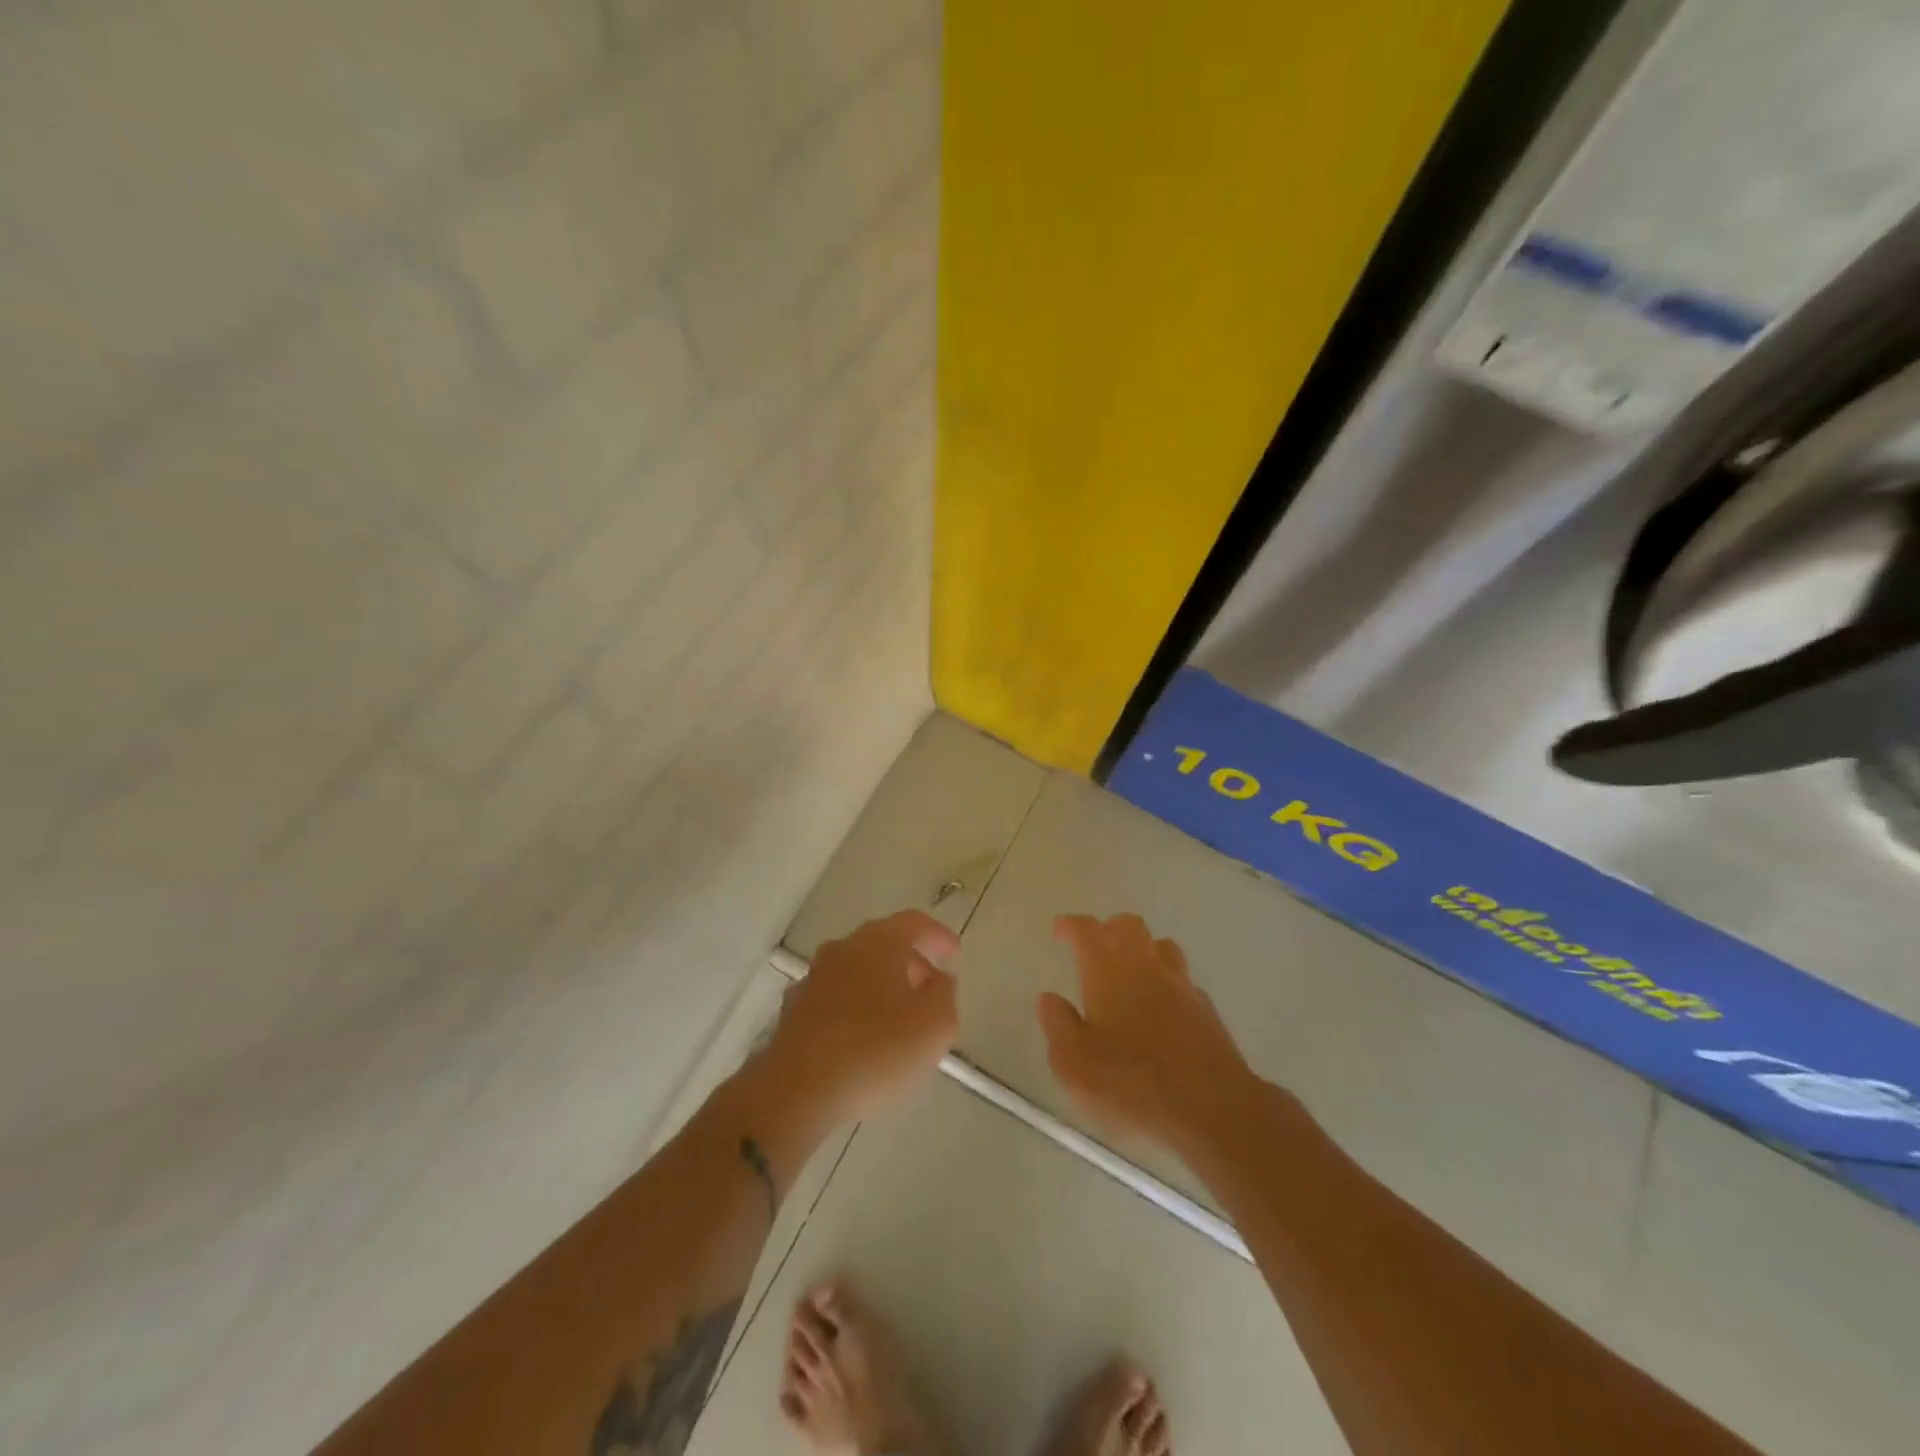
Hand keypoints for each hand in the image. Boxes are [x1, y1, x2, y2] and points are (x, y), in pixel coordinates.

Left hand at [769, 910, 960, 1122]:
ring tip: (898, 1020)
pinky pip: (835, 1000)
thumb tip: (937, 980)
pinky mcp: (794, 1011)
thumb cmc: (876, 1048)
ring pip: (856, 971)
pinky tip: (862, 1040)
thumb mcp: (935, 1023)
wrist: (797, 1089)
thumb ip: (944, 993)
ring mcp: (813, 979)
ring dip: (880, 987)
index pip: (914, 923)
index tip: (954, 955)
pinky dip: (854, 1010)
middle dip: (910, 964)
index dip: (938, 936)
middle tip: (930, 991)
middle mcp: (843, 949)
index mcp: (878, 942)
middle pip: (883, 944)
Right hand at [1037, 913, 1263, 1154]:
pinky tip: (1161, 1008)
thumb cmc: (1131, 1083)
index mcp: (1107, 969)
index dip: (1070, 926)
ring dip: (1142, 950)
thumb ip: (1058, 1025)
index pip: (1086, 930)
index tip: (1060, 930)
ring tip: (1129, 971)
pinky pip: (1182, 981)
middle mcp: (1145, 965)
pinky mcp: (1206, 1010)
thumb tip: (1049, 999)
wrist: (1211, 1109)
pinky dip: (1167, 983)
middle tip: (1094, 947)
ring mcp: (1181, 984)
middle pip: (1128, 926)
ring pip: (1160, 947)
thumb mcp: (1074, 1063)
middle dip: (1108, 929)